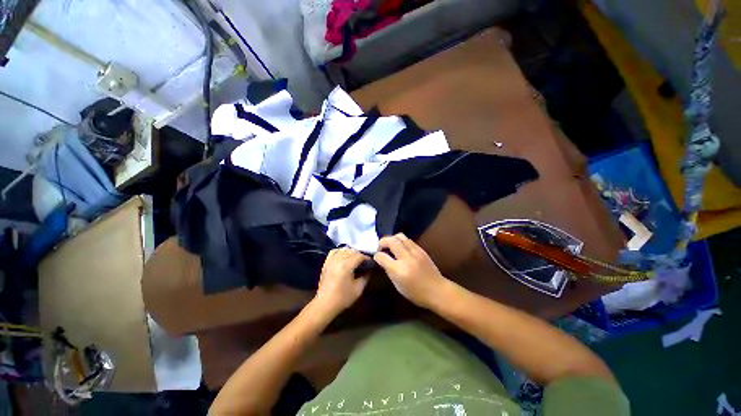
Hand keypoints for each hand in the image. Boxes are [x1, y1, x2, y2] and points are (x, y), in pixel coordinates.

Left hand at [312, 247, 369, 315]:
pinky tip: (344, 256)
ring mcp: (331, 261)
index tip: (370, 262)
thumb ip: (365, 277)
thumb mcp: (358, 289)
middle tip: (364, 261)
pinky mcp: (326, 263)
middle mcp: (338, 260)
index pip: (359, 256)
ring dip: (350, 252)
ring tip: (354, 258)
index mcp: (346, 266)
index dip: (366, 258)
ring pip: (343, 250)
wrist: (325, 304)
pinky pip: (334, 252)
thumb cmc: (343, 298)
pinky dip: (340, 251)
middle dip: (359, 254)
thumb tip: (369, 269)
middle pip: (351, 251)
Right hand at [373, 233, 447, 307]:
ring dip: (392, 239)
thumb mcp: (398, 286)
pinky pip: (408, 240)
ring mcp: (415, 252)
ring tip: (391, 246)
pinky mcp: (421, 249)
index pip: (382, 256)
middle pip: (390, 241)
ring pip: (400, 236)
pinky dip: (401, 241)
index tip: (376, 257)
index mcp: (398, 270)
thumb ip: (389, 270)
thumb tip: (383, 260)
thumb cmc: (416, 293)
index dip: (376, 256)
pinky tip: (401, 248)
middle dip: (382, 242)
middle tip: (381, 247)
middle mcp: (406, 258)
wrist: (437, 290)